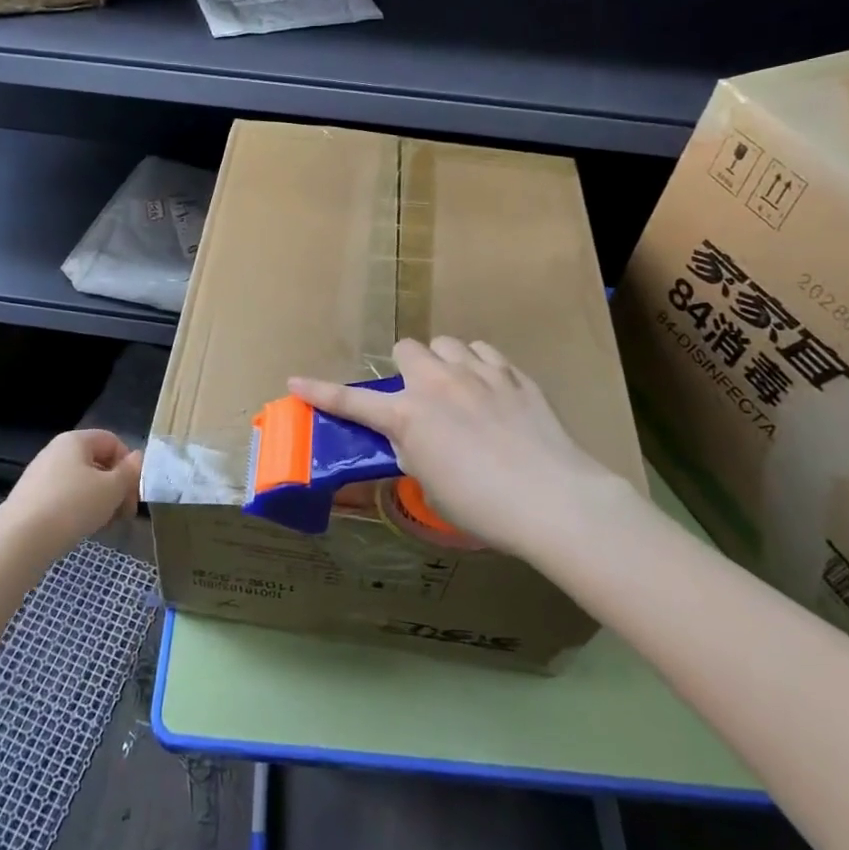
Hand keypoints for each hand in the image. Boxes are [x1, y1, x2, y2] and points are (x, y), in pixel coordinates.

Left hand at [0, 429, 142, 555]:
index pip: (113, 441)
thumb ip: (129, 472)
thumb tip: (138, 458)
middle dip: (116, 487)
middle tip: (125, 514)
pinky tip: (83, 530)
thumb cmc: (72, 506)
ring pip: (82, 483)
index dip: (129, 465)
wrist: (20, 540)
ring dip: (101, 501)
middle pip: (98, 463)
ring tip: (105, 525)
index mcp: (75, 440)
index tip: (134, 493)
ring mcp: (41, 475)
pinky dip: (79, 510)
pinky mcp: (31, 498)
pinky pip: (65, 497)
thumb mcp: (111, 489)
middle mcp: (56, 451)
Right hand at [290, 337, 622, 560]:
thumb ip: (414, 449)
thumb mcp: (432, 483)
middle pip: (407, 348)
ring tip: (458, 389)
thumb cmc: (483, 506)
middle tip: (419, 398)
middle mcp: (438, 384)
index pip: (353, 401)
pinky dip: (479, 365)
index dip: (320, 392)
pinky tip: (490, 390)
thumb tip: (413, 435)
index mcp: (409, 417)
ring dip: (444, 362)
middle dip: (407, 368)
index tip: (295, 382)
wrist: (553, 499)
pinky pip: (485, 352)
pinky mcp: (514, 375)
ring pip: (447, 343)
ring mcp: (479, 373)